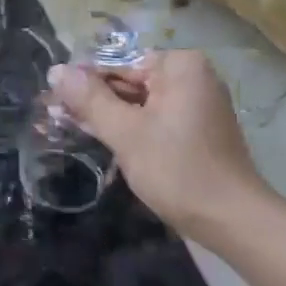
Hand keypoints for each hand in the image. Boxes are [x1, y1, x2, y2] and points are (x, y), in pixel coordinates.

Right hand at [48, 50, 270, 241]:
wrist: (232, 220)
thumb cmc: (177, 170)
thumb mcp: (125, 132)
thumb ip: (89, 99)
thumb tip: (56, 70)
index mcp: (180, 66)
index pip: (117, 64)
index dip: (82, 82)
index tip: (52, 100)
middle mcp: (192, 77)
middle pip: (129, 82)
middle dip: (94, 100)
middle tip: (55, 117)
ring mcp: (197, 104)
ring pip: (139, 103)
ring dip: (108, 116)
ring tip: (69, 128)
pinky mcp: (196, 130)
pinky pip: (154, 118)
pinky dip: (130, 128)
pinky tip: (101, 140)